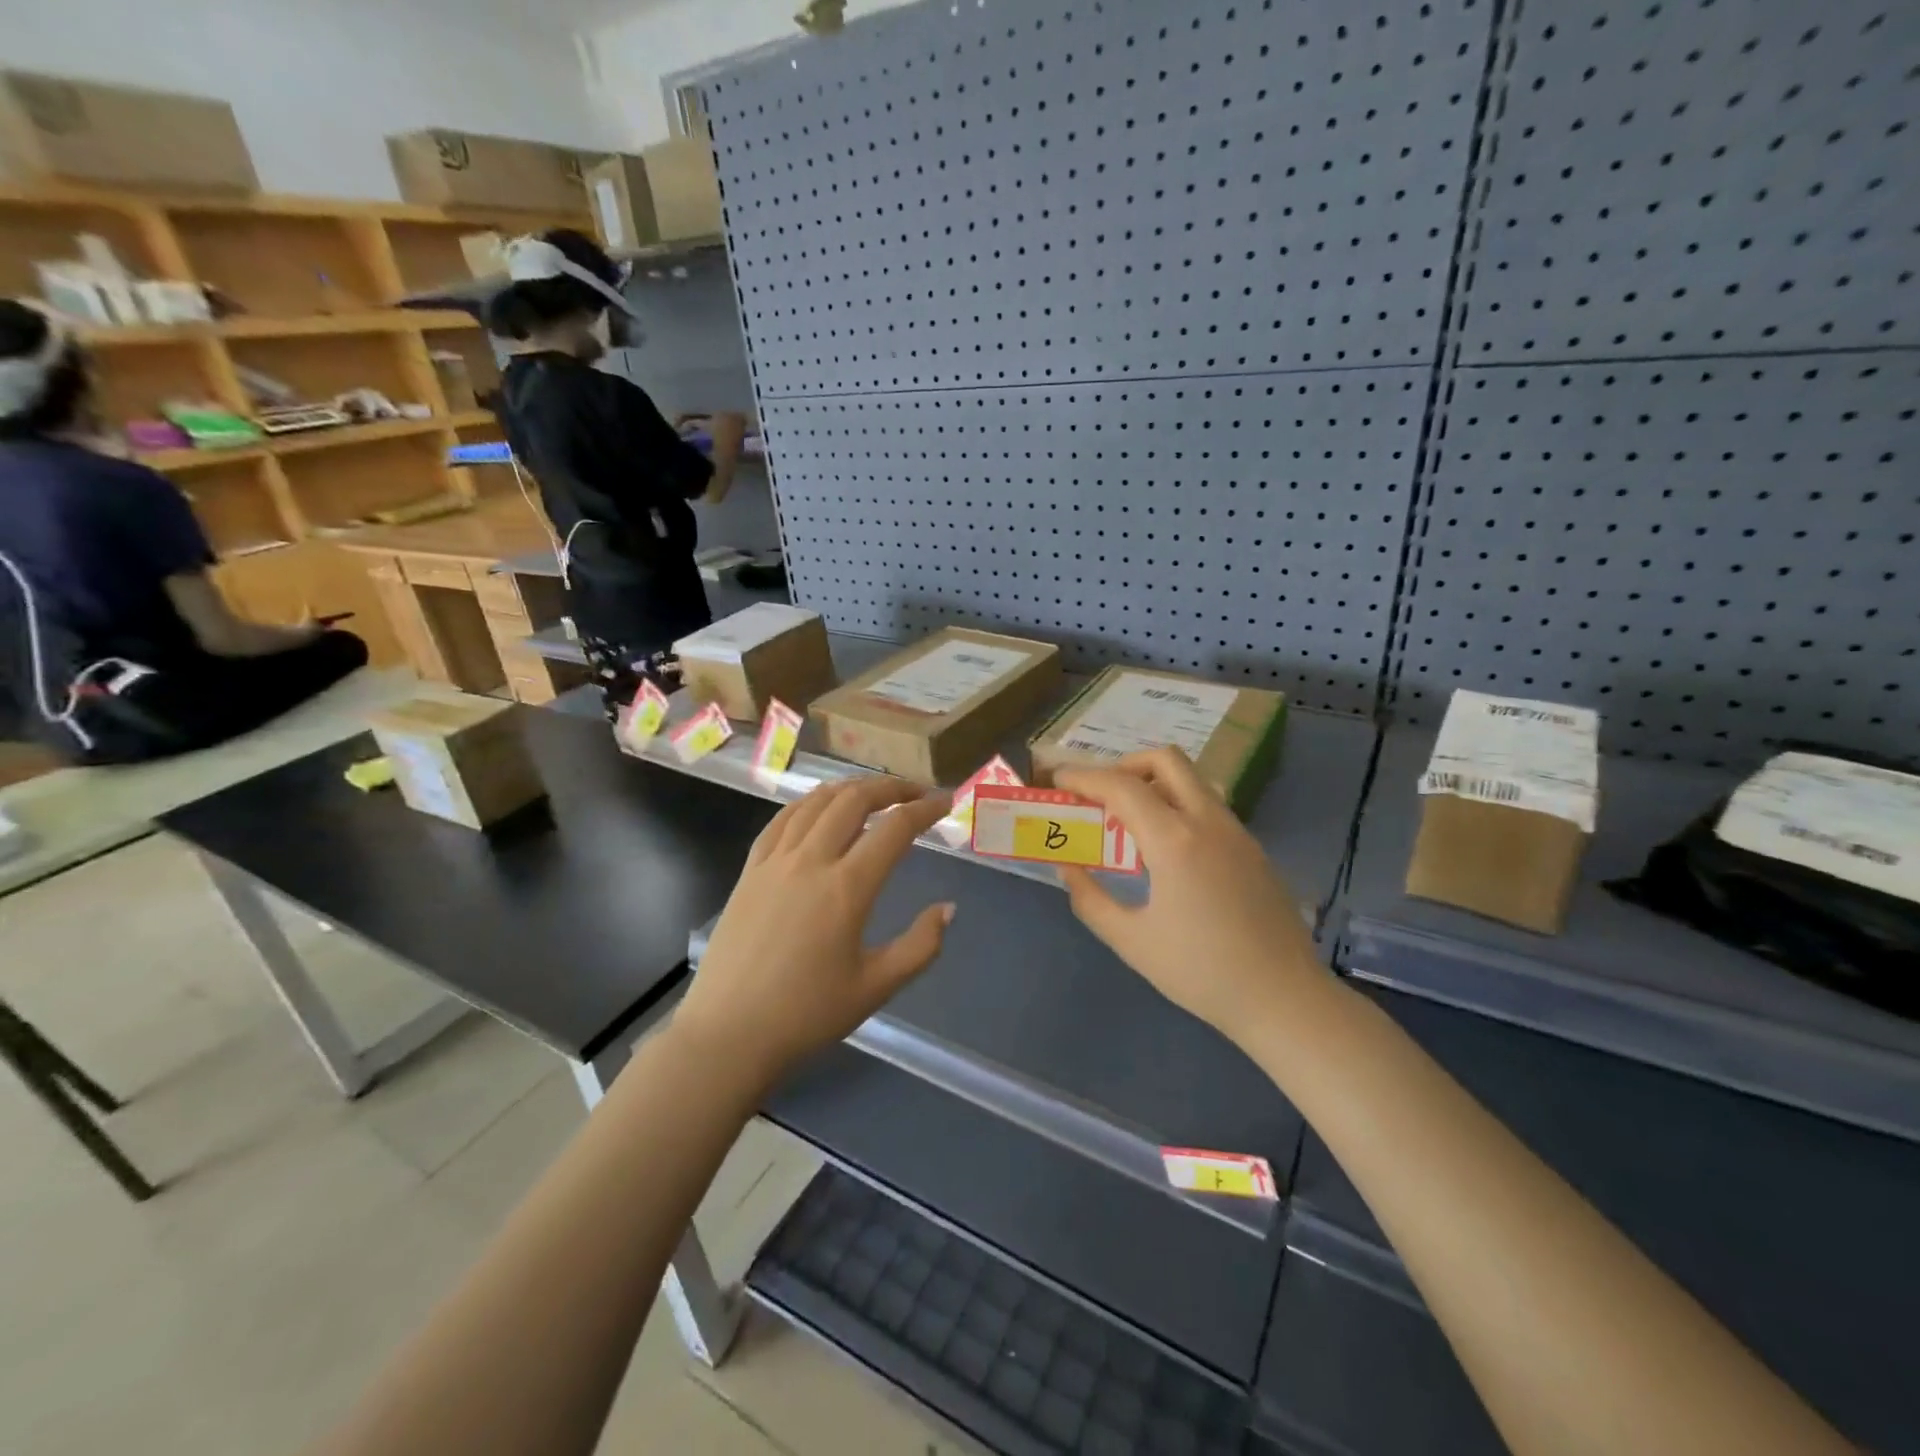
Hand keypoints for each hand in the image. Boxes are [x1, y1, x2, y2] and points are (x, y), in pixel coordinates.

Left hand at [674, 777, 954, 1082]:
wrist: (729, 1035)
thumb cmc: (807, 1015)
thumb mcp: (877, 987)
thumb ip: (921, 946)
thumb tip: (948, 909)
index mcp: (847, 888)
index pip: (895, 829)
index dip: (925, 809)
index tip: (945, 803)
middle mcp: (811, 861)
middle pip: (854, 800)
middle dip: (890, 788)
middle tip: (915, 793)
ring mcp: (774, 862)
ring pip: (816, 803)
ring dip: (850, 789)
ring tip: (873, 793)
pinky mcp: (749, 871)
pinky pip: (781, 820)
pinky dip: (808, 803)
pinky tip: (818, 807)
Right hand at [1057, 748, 1322, 1043]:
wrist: (1284, 998)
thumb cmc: (1201, 972)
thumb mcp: (1131, 941)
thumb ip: (1090, 899)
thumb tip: (1068, 868)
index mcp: (1175, 840)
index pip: (1121, 786)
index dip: (1084, 777)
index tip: (1058, 781)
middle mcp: (1208, 821)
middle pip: (1165, 760)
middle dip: (1124, 765)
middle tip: (1099, 794)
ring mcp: (1236, 832)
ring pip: (1192, 780)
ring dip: (1154, 782)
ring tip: (1129, 818)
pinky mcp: (1252, 848)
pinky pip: (1208, 805)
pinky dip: (1178, 805)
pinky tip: (1166, 848)